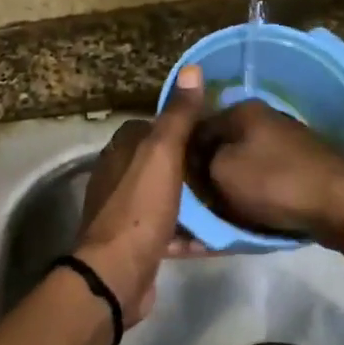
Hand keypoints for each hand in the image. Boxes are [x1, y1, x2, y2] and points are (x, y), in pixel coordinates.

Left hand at [74, 65, 208, 326]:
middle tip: (226, 164)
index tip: (211, 128)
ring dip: (192, 199)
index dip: (179, 124)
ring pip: (165, 196)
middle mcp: (118, 178)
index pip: (150, 126)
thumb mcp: (162, 154)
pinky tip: (216, 234)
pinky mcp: (136, 244)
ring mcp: (125, 213)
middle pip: (160, 163)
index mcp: (120, 152)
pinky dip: (189, 231)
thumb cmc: (139, 208)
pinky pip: (168, 229)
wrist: (116, 275)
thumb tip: (191, 69)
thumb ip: (177, 115)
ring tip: (227, 197)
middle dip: (190, 163)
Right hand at [194, 101, 343, 245]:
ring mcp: (286, 141)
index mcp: (242, 111)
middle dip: (208, 171)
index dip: (182, 157)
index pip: (196, 128)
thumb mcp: (221, 172)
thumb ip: (200, 162)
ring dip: (232, 185)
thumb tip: (199, 162)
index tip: (176, 185)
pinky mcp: (302, 164)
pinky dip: (255, 193)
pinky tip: (251, 211)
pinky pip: (266, 177)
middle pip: (222, 146)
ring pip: (244, 163)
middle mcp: (264, 118)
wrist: (340, 202)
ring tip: (222, 211)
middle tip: (199, 201)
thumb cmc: (274, 183)